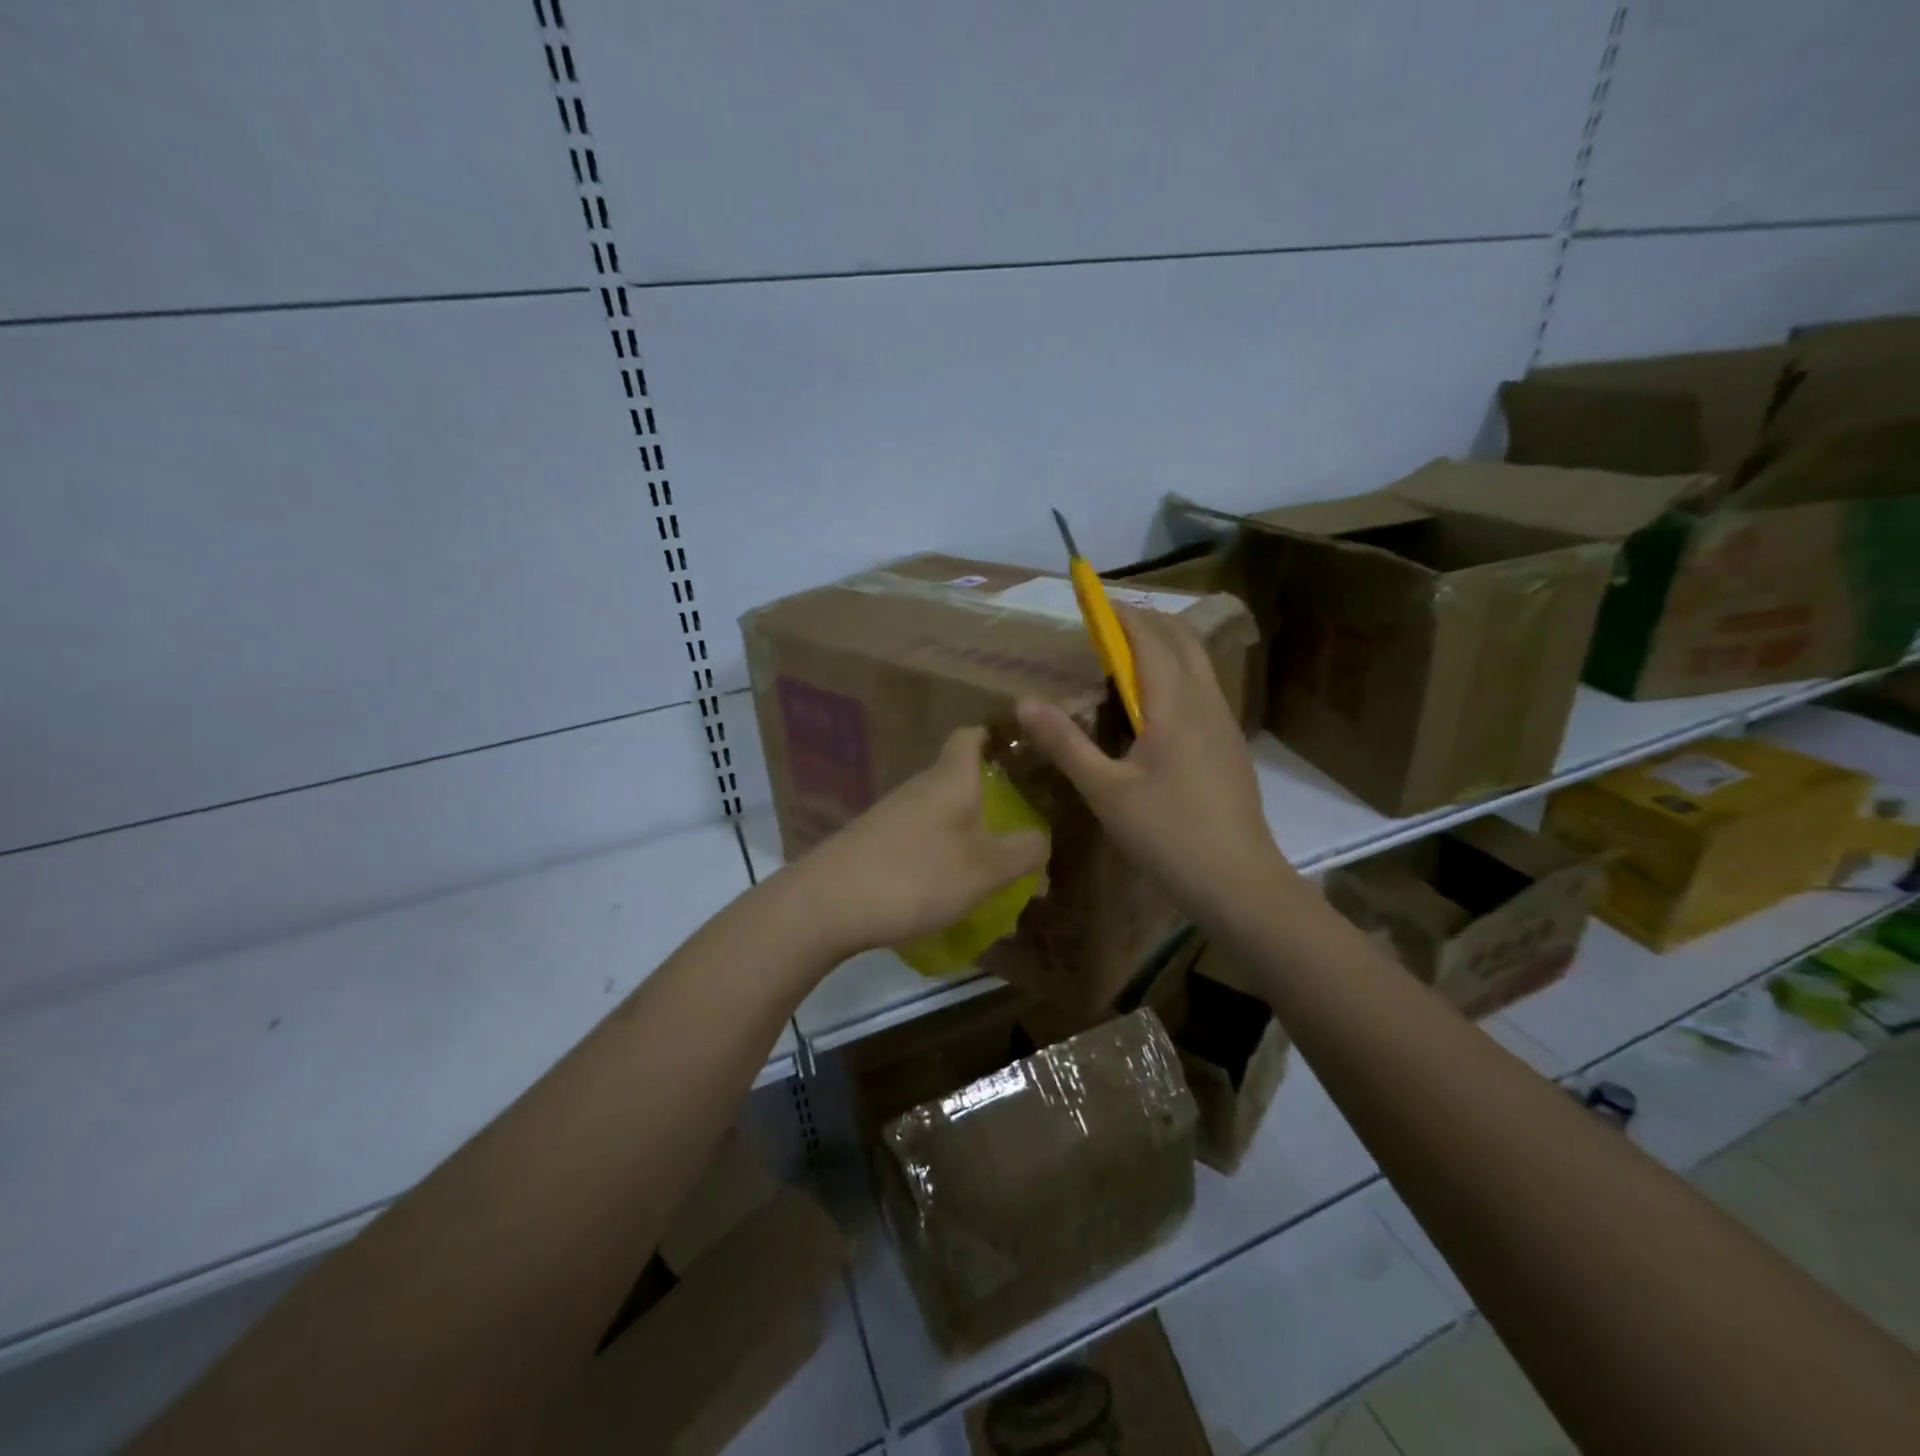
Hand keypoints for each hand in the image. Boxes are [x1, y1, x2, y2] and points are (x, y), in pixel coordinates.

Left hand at [794, 727, 1049, 958]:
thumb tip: (1042, 840)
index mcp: (950, 779)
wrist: (826, 904)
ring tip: (999, 884)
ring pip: (945, 821)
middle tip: (1026, 839)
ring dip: (974, 844)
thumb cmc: (916, 875)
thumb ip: (1023, 851)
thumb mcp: (985, 868)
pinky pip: (924, 846)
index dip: (996, 737)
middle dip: (997, 809)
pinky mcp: (876, 846)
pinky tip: (955, 901)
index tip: (1022, 753)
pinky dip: (946, 864)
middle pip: (963, 784)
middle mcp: (920, 789)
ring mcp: (894, 817)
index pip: (971, 737)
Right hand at [1016, 605, 1296, 929]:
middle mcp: (1206, 703)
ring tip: (1124, 658)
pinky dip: (1176, 674)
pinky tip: (1154, 706)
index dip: (1121, 615)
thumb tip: (1024, 702)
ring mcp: (1225, 724)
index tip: (1092, 601)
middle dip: (1146, 622)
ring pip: (1198, 664)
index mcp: (1176, 706)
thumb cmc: (1168, 834)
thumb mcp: (1105, 792)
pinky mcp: (1230, 746)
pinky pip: (1203, 689)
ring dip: (1164, 647)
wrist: (1239, 881)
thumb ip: (1065, 743)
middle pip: (1182, 640)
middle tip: (1106, 625)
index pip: (1150, 639)